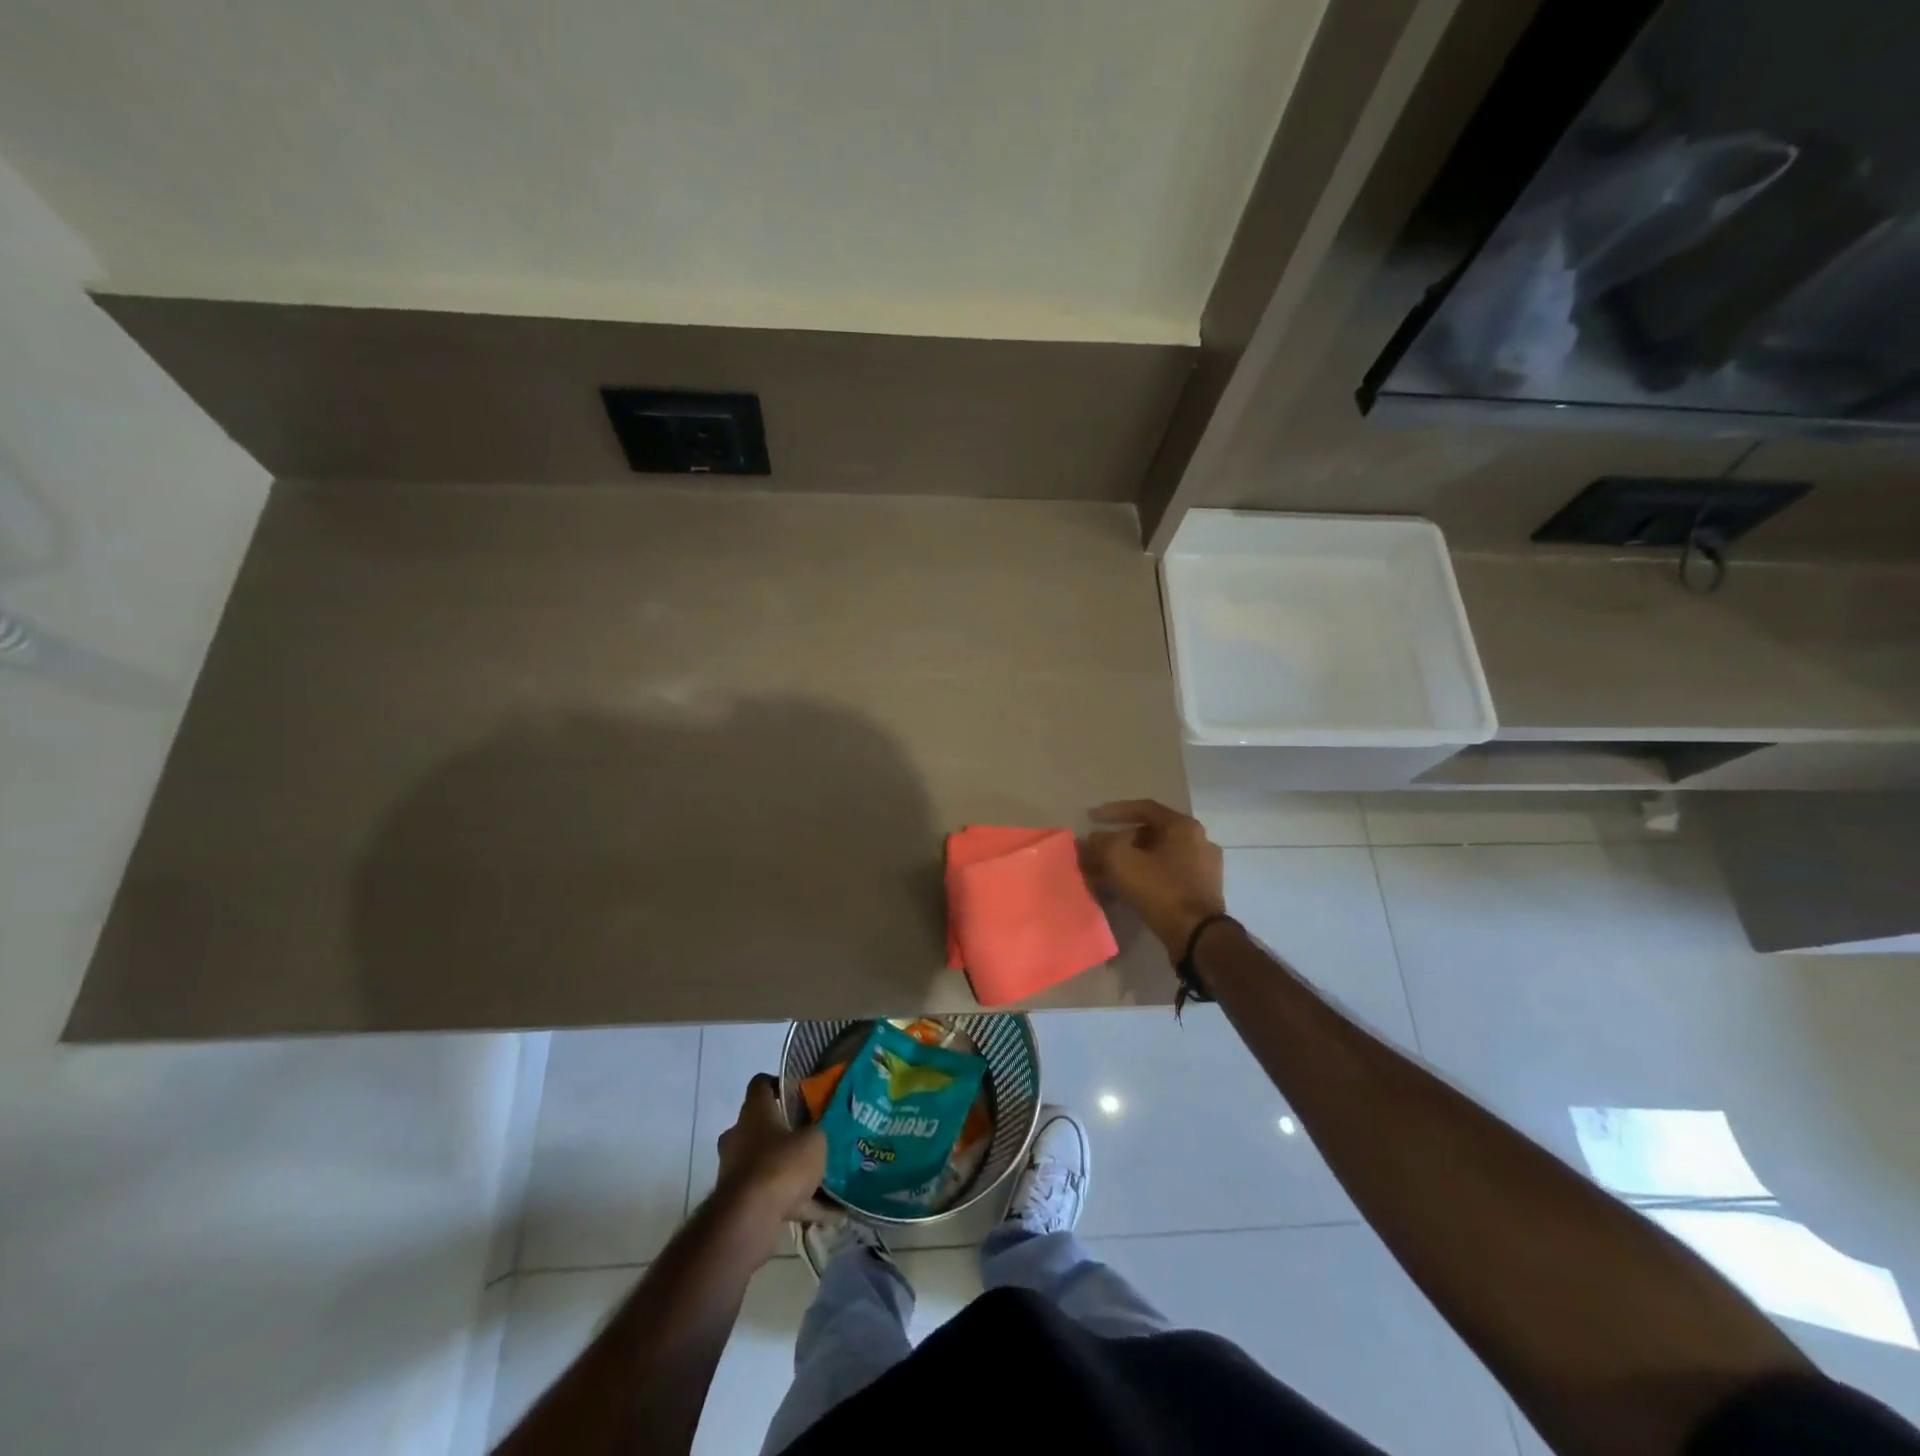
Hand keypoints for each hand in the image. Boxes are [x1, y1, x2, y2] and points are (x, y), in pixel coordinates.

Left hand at [714, 1075, 830, 1259]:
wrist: (749, 1220)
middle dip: (788, 1132)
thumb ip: (820, 1131)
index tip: (801, 1090)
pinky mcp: (741, 1203)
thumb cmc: (781, 1164)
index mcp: (754, 1112)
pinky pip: (776, 1197)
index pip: (760, 1084)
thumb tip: (822, 1131)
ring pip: (770, 1164)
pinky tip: (831, 1214)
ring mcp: (737, 1171)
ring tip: (827, 1178)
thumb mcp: (815, 1140)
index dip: (780, 1083)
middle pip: (764, 1125)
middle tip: (815, 1135)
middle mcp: (740, 1137)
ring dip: (794, 1171)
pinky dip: (800, 1204)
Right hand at [1082, 799, 1226, 958]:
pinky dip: (1144, 877)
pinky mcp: (1202, 892)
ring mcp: (1204, 868)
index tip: (1091, 819)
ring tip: (1105, 874)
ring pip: (1157, 857)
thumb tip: (1090, 840)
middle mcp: (1199, 841)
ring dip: (1130, 862)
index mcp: (1183, 826)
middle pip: (1150, 834)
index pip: (1143, 808)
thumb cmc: (1160, 889)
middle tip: (1097, 852)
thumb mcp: (1121, 860)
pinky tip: (1126, 891)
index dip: (1113, 811)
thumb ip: (1101, 844)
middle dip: (1118, 842)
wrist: (1197, 936)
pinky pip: (1166, 875)